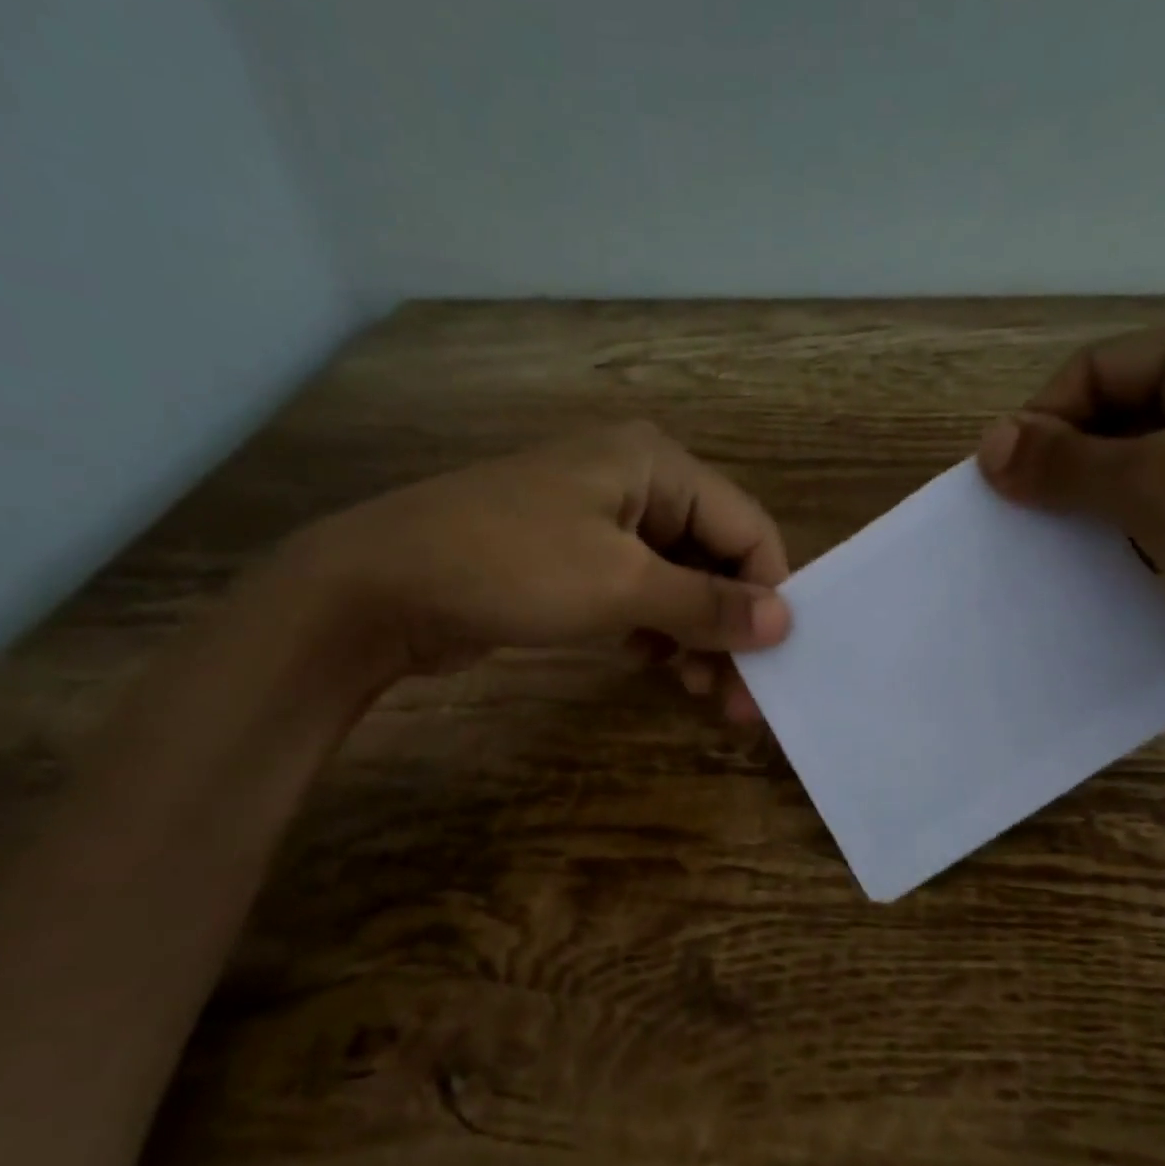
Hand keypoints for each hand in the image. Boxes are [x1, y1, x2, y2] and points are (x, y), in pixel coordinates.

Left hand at [292, 422, 791, 719]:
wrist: (379, 586)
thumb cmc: (510, 566)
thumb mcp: (619, 585)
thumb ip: (708, 604)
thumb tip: (785, 623)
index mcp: (657, 465)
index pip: (747, 527)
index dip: (769, 593)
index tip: (777, 660)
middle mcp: (639, 484)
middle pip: (716, 557)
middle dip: (732, 626)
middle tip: (743, 700)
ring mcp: (604, 524)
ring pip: (681, 582)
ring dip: (699, 637)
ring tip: (706, 696)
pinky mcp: (577, 562)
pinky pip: (642, 596)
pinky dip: (660, 633)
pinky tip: (665, 670)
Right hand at [976, 314, 1164, 746]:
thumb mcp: (1161, 484)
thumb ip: (1067, 461)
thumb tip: (989, 444)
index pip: (1104, 368)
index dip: (1045, 418)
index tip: (1000, 482)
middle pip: (1121, 418)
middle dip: (1064, 466)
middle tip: (1014, 520)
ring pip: (1139, 474)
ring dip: (1088, 508)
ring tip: (1043, 551)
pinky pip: (1164, 522)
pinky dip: (1123, 542)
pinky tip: (1092, 575)